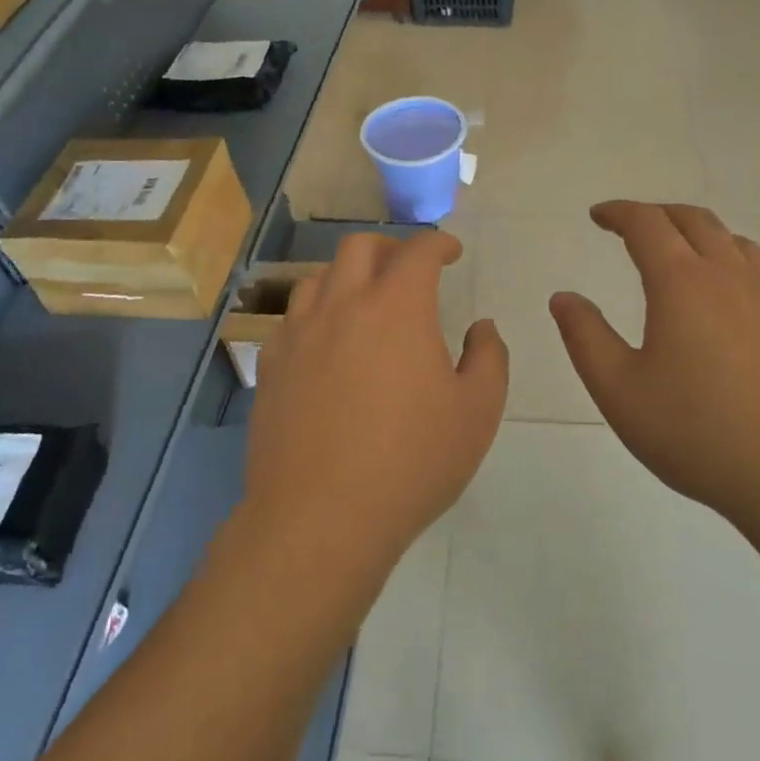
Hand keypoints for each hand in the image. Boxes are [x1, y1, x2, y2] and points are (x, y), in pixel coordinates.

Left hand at [245, 232, 508, 580]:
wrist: (321, 517)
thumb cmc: (410, 463)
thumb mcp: (476, 413)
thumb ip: (489, 358)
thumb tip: (481, 327)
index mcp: (396, 307)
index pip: (417, 250)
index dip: (438, 243)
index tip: (450, 252)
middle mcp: (342, 305)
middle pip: (359, 247)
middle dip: (390, 247)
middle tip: (408, 269)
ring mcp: (299, 333)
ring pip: (319, 277)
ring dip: (348, 276)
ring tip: (365, 302)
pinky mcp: (270, 364)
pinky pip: (292, 318)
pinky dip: (317, 313)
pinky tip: (327, 343)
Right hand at [549, 202, 759, 535]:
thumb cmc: (698, 434)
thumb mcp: (620, 392)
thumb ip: (586, 338)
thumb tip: (564, 298)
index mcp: (683, 284)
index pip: (647, 224)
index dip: (618, 212)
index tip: (597, 216)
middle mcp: (730, 277)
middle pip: (693, 220)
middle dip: (656, 214)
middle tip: (630, 227)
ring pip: (732, 240)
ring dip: (696, 232)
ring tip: (676, 251)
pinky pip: (758, 268)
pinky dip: (729, 257)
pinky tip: (724, 293)